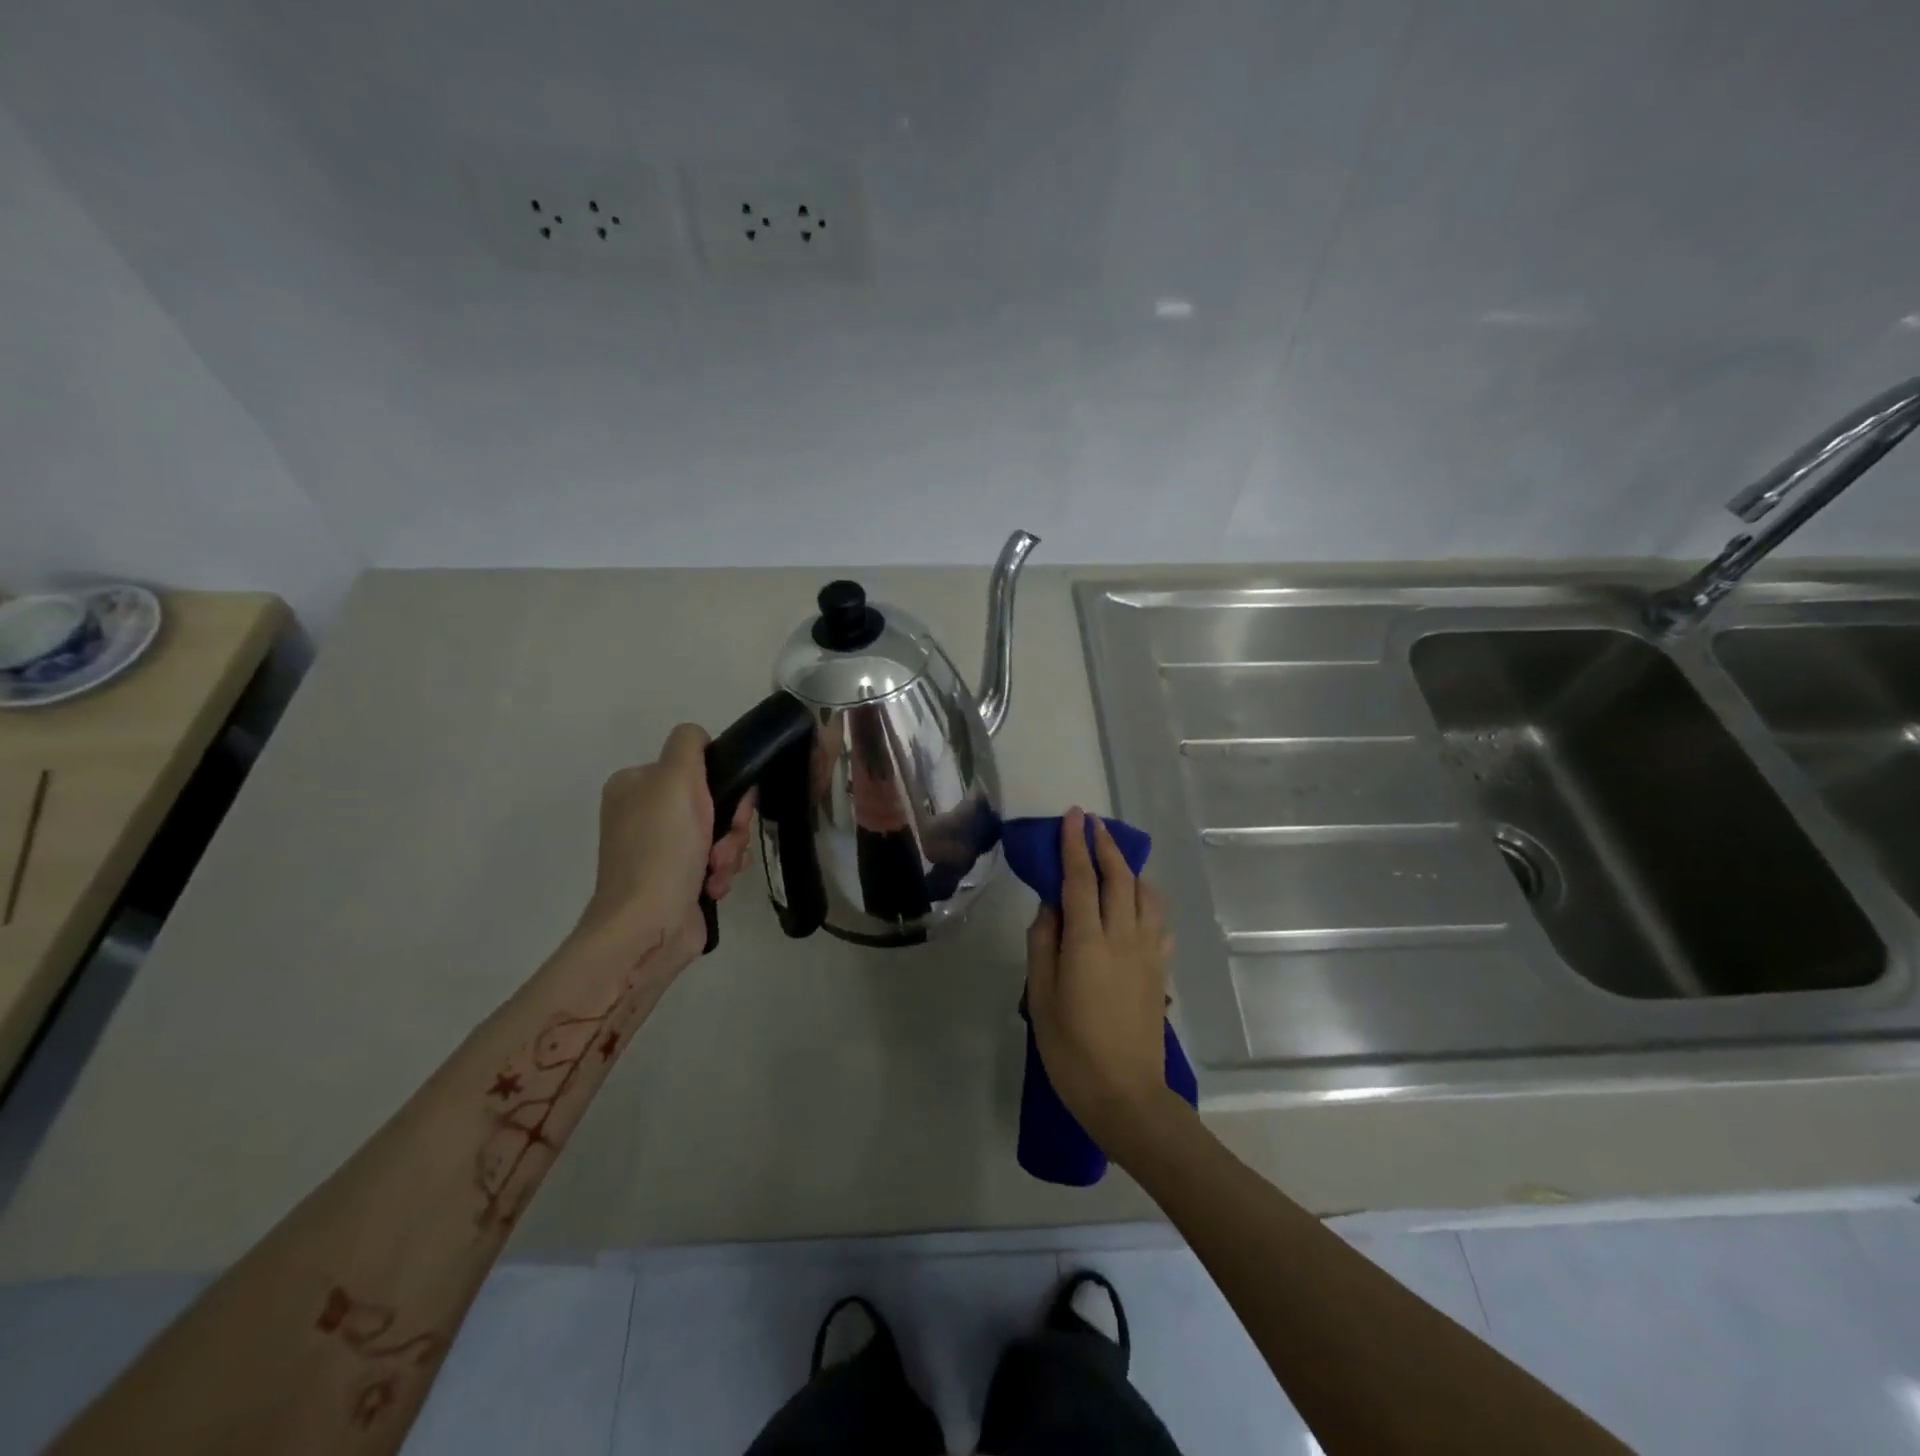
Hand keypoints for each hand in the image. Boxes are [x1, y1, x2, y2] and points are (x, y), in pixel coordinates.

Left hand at [578, 724, 753, 969]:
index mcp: (636, 785)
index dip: (722, 782)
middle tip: (724, 842)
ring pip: (720, 834)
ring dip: (730, 851)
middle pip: (714, 801)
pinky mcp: (676, 881)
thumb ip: (689, 745)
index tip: (729, 805)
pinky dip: (721, 873)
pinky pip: (716, 862)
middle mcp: (645, 814)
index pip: (696, 765)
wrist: (649, 926)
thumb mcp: (675, 778)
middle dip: (730, 824)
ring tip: (717, 871)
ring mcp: (660, 850)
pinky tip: (712, 886)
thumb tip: (700, 740)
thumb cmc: (662, 848)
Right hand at [1025, 807, 1175, 1156]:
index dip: (1075, 845)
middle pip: (1119, 878)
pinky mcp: (1160, 970)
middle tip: (1091, 823)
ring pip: (1146, 895)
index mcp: (1088, 943)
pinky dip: (1148, 901)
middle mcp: (1123, 938)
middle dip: (1105, 845)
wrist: (1127, 1096)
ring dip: (1130, 868)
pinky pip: (1158, 922)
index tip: (1072, 817)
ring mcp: (1147, 953)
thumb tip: (1048, 907)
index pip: (1081, 880)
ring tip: (1115, 857)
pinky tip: (1138, 903)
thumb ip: (1043, 946)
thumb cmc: (1072, 1050)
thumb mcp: (1040, 998)